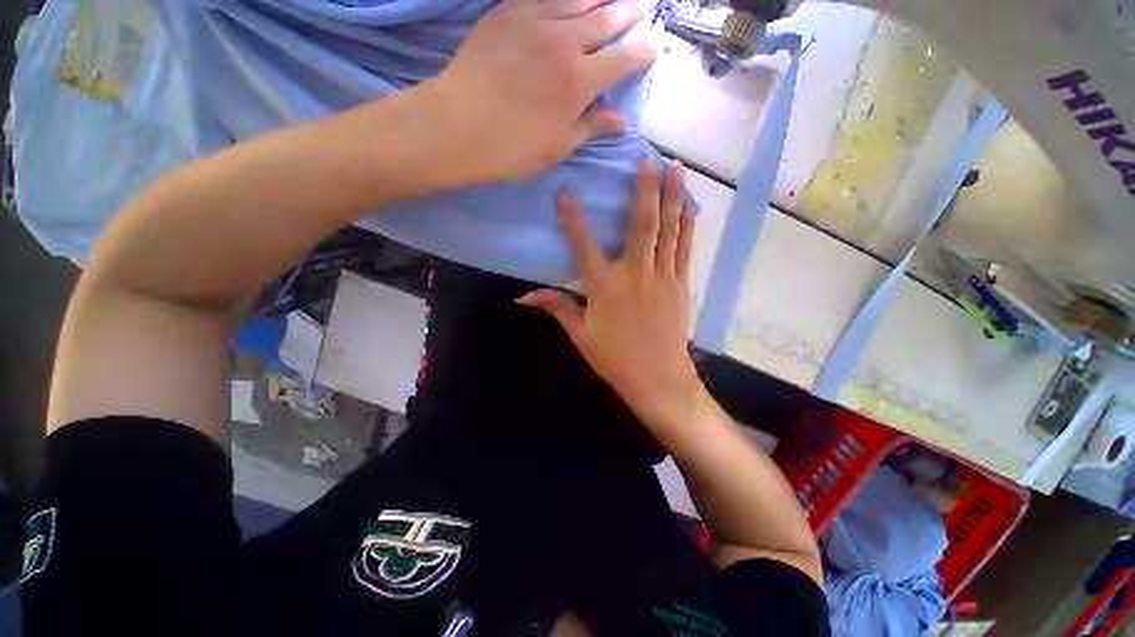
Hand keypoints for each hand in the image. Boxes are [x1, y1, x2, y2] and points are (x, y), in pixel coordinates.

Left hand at [415, 0, 656, 185]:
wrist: (458, 125)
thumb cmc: (513, 147)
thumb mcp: (559, 146)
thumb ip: (592, 127)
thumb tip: (621, 121)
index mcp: (579, 81)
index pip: (622, 60)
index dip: (640, 55)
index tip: (651, 51)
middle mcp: (564, 41)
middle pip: (604, 18)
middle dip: (626, 14)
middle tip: (637, 10)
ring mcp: (534, 20)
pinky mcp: (506, 12)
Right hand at [519, 159, 702, 430]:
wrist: (658, 378)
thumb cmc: (615, 358)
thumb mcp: (580, 335)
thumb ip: (556, 308)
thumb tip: (522, 297)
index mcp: (605, 287)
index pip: (584, 246)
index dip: (573, 219)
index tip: (567, 192)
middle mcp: (636, 274)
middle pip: (643, 225)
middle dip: (646, 189)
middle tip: (650, 159)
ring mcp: (663, 278)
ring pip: (670, 231)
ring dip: (673, 198)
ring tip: (677, 169)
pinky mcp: (681, 285)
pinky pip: (685, 249)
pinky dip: (687, 225)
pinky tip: (689, 207)